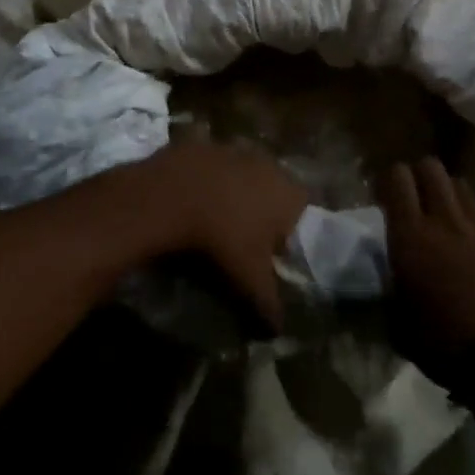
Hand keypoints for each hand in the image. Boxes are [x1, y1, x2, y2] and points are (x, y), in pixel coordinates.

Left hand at [125, 139, 308, 329]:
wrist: (172, 196)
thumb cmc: (223, 238)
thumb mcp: (249, 279)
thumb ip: (269, 304)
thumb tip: (278, 331)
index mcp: (287, 192)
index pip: (302, 207)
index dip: (290, 228)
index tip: (272, 249)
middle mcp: (266, 163)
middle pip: (273, 186)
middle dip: (261, 207)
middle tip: (242, 235)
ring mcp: (233, 149)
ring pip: (241, 172)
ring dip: (232, 190)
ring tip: (213, 218)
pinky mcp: (202, 143)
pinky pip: (209, 164)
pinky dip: (203, 179)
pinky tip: (189, 200)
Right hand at [376, 158, 474, 378]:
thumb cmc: (445, 345)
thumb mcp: (400, 320)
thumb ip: (393, 285)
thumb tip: (392, 277)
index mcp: (410, 235)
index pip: (397, 177)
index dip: (389, 180)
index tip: (386, 198)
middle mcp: (444, 218)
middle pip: (431, 167)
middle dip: (420, 176)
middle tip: (417, 200)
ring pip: (461, 183)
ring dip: (450, 193)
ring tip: (450, 216)